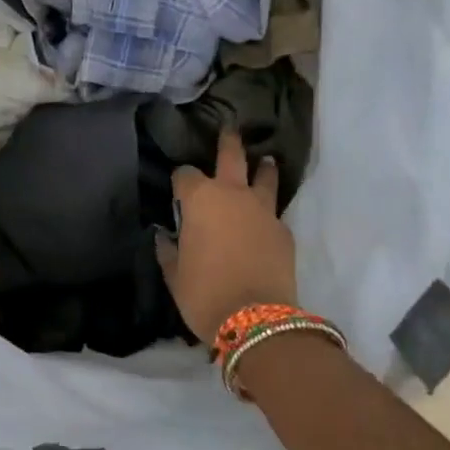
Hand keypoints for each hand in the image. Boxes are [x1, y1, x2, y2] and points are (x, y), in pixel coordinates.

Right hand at [160, 128, 297, 341]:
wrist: (255, 320)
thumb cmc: (203, 293)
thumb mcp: (174, 274)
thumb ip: (168, 249)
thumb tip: (165, 236)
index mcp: (200, 199)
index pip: (185, 175)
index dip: (179, 180)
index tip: (177, 190)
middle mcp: (233, 194)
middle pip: (232, 156)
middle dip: (228, 142)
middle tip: (230, 129)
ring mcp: (263, 210)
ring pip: (265, 176)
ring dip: (263, 168)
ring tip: (266, 162)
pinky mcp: (284, 231)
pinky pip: (273, 212)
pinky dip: (268, 210)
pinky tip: (264, 221)